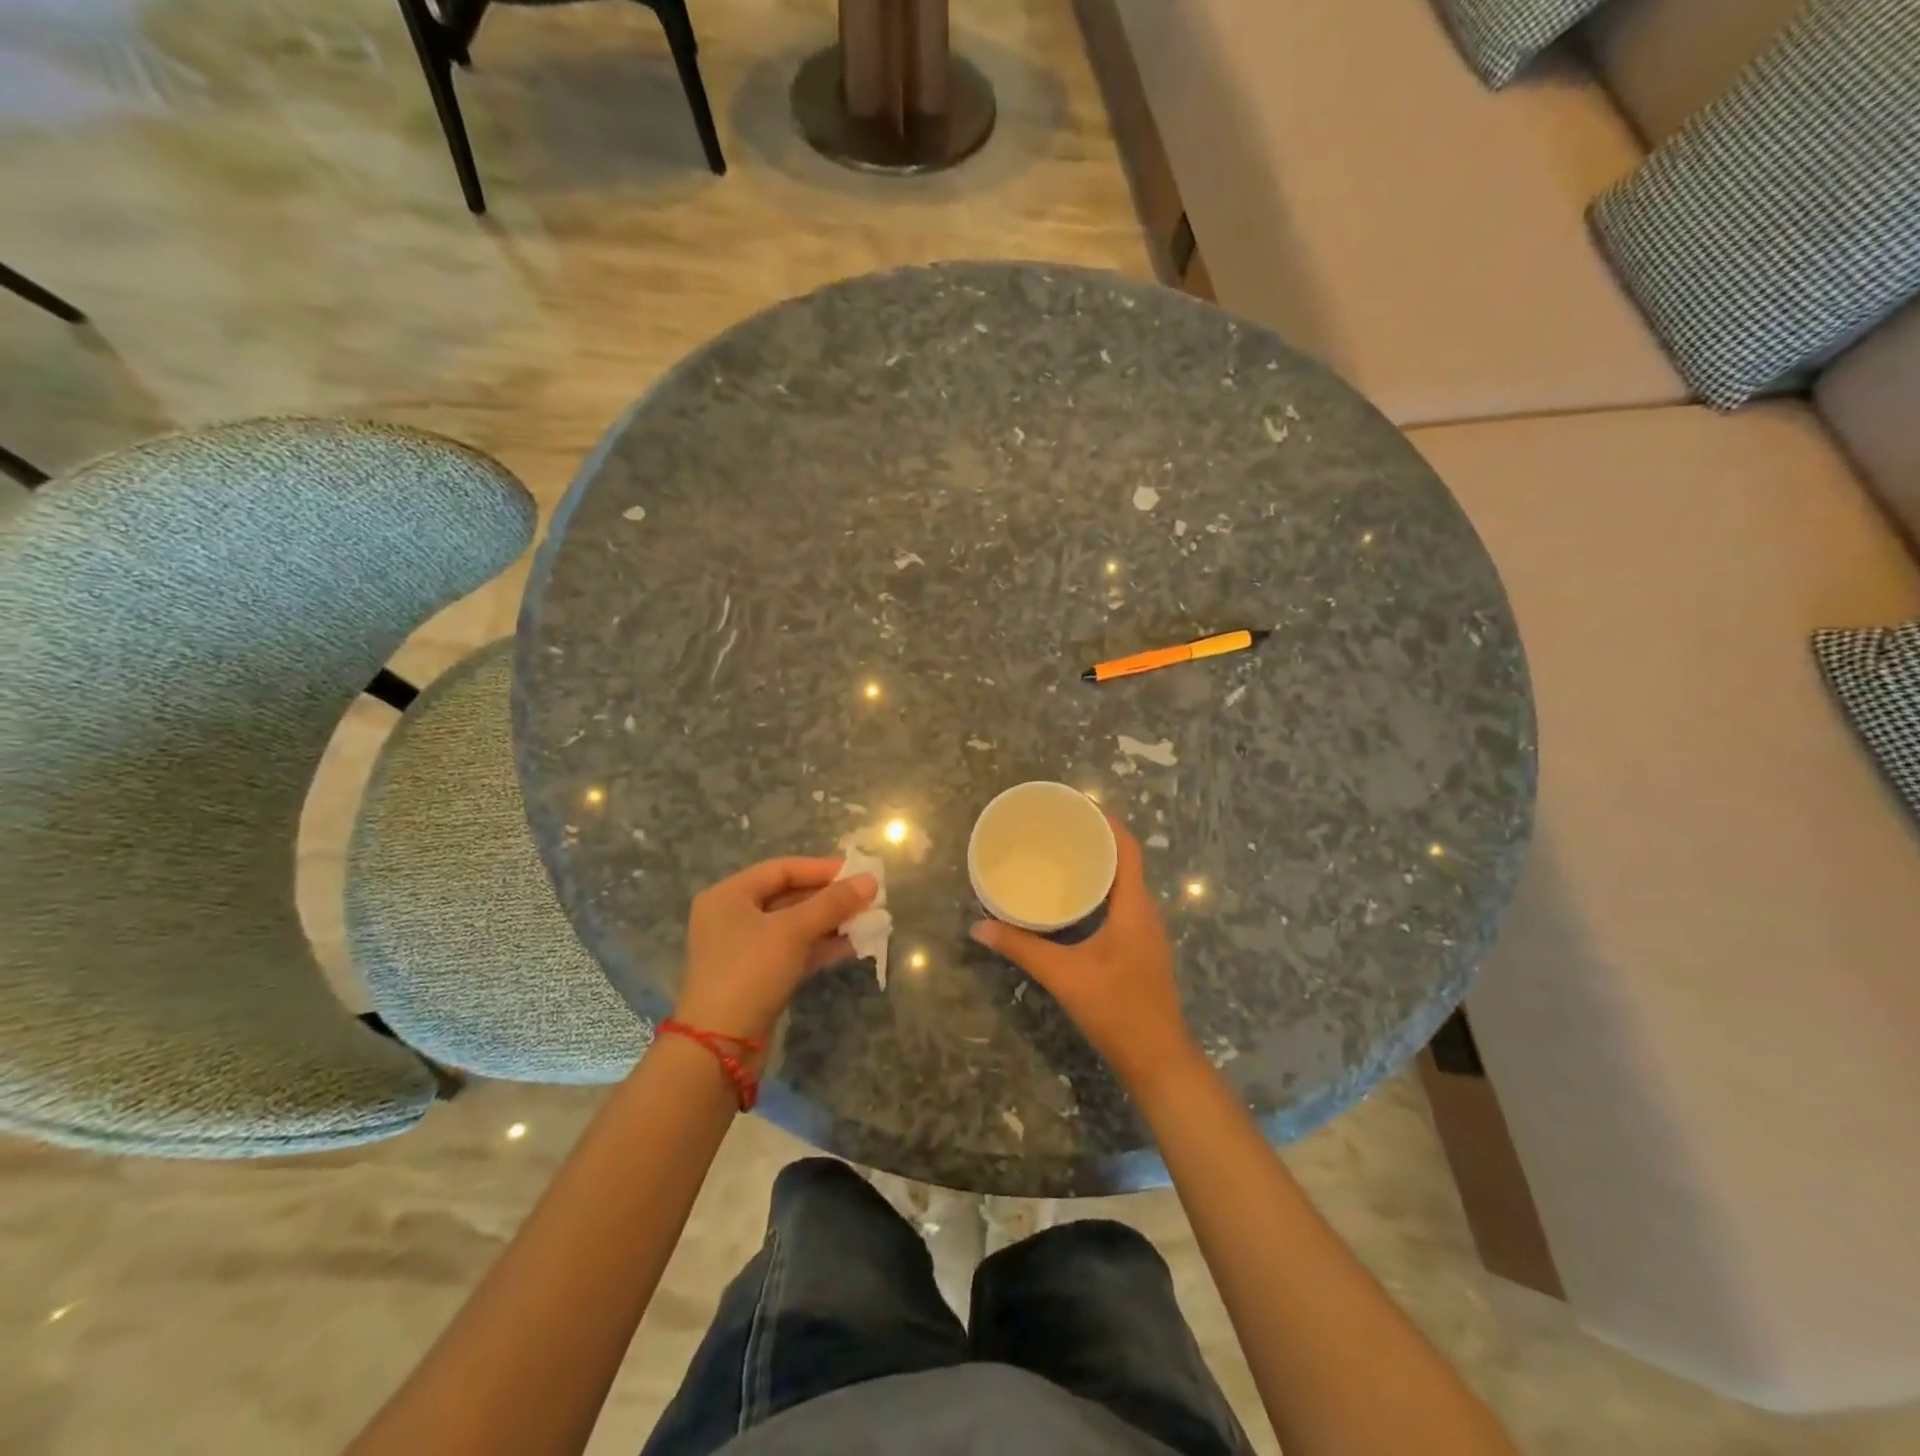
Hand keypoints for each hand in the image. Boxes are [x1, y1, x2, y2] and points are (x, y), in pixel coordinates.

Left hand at [673, 857, 877, 1048]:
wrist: (719, 1046)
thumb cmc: (750, 971)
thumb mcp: (793, 930)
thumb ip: (833, 903)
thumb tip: (871, 880)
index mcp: (729, 895)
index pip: (782, 869)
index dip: (821, 869)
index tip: (858, 873)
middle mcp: (733, 917)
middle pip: (789, 896)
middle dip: (830, 898)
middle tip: (868, 898)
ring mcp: (745, 949)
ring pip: (795, 926)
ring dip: (831, 923)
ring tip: (868, 920)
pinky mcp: (759, 977)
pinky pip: (795, 951)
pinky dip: (821, 946)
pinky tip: (853, 945)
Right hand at [971, 820, 1200, 1090]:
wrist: (1158, 1060)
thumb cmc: (1116, 1009)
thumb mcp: (1063, 975)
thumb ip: (1021, 948)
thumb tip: (979, 926)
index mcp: (1134, 908)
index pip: (1128, 850)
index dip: (1108, 823)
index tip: (1080, 806)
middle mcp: (1146, 913)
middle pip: (1126, 863)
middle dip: (1097, 842)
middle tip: (1060, 830)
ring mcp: (1147, 933)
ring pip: (1125, 886)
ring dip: (1100, 868)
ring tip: (1063, 858)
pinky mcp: (1142, 950)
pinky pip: (1124, 906)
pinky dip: (1102, 892)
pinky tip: (1075, 902)